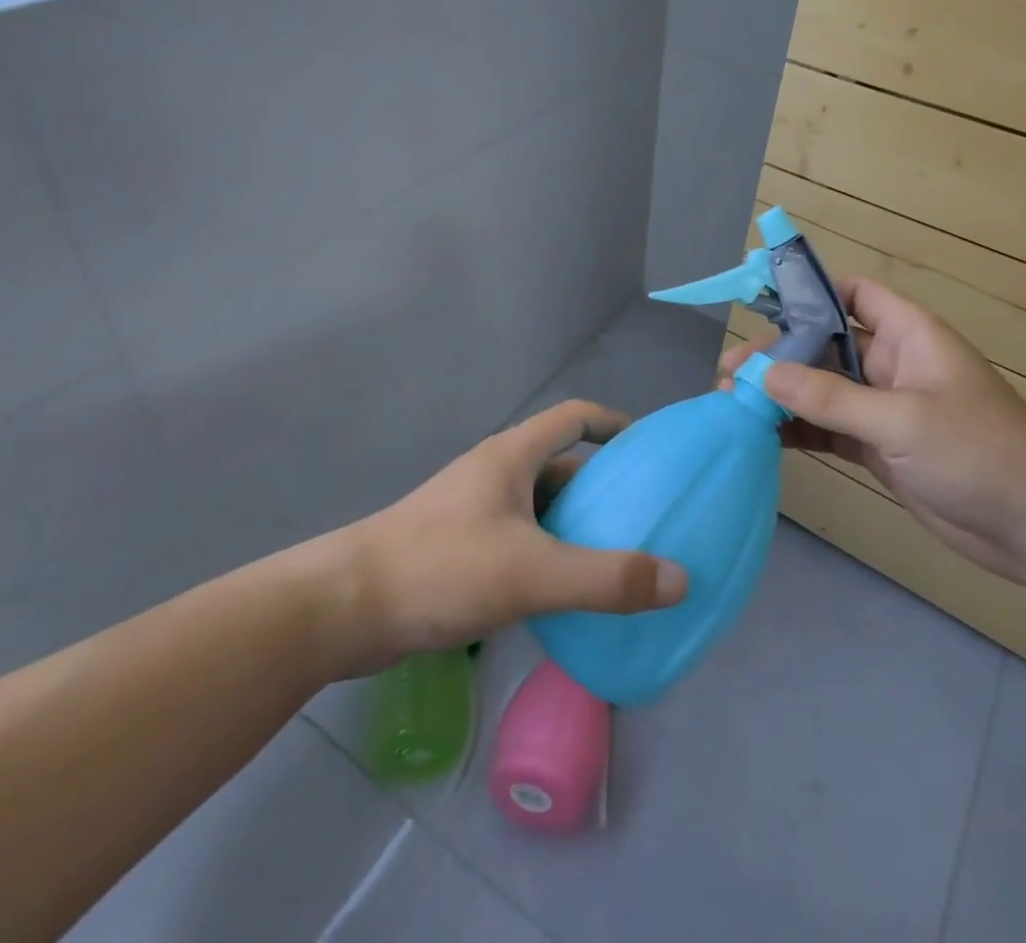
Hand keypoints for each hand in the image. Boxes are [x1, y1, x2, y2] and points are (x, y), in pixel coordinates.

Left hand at [336, 400, 688, 668]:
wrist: (344, 608)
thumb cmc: (442, 568)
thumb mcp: (532, 573)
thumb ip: (606, 578)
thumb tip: (680, 580)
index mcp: (512, 456)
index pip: (574, 417)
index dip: (614, 424)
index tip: (649, 450)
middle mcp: (494, 474)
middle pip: (560, 464)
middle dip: (602, 486)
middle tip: (644, 516)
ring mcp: (473, 511)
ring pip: (539, 506)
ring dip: (574, 525)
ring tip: (615, 557)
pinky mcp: (458, 547)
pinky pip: (519, 539)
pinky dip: (548, 554)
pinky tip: (564, 593)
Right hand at [721, 279, 1025, 589]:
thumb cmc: (979, 452)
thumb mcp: (901, 419)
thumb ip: (830, 398)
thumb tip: (763, 374)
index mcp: (909, 334)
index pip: (855, 295)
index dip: (813, 294)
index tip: (763, 309)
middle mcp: (893, 364)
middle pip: (825, 346)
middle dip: (780, 355)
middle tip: (732, 374)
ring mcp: (884, 409)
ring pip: (822, 390)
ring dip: (782, 396)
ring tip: (733, 405)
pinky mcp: (879, 449)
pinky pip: (829, 429)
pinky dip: (798, 431)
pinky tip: (762, 437)